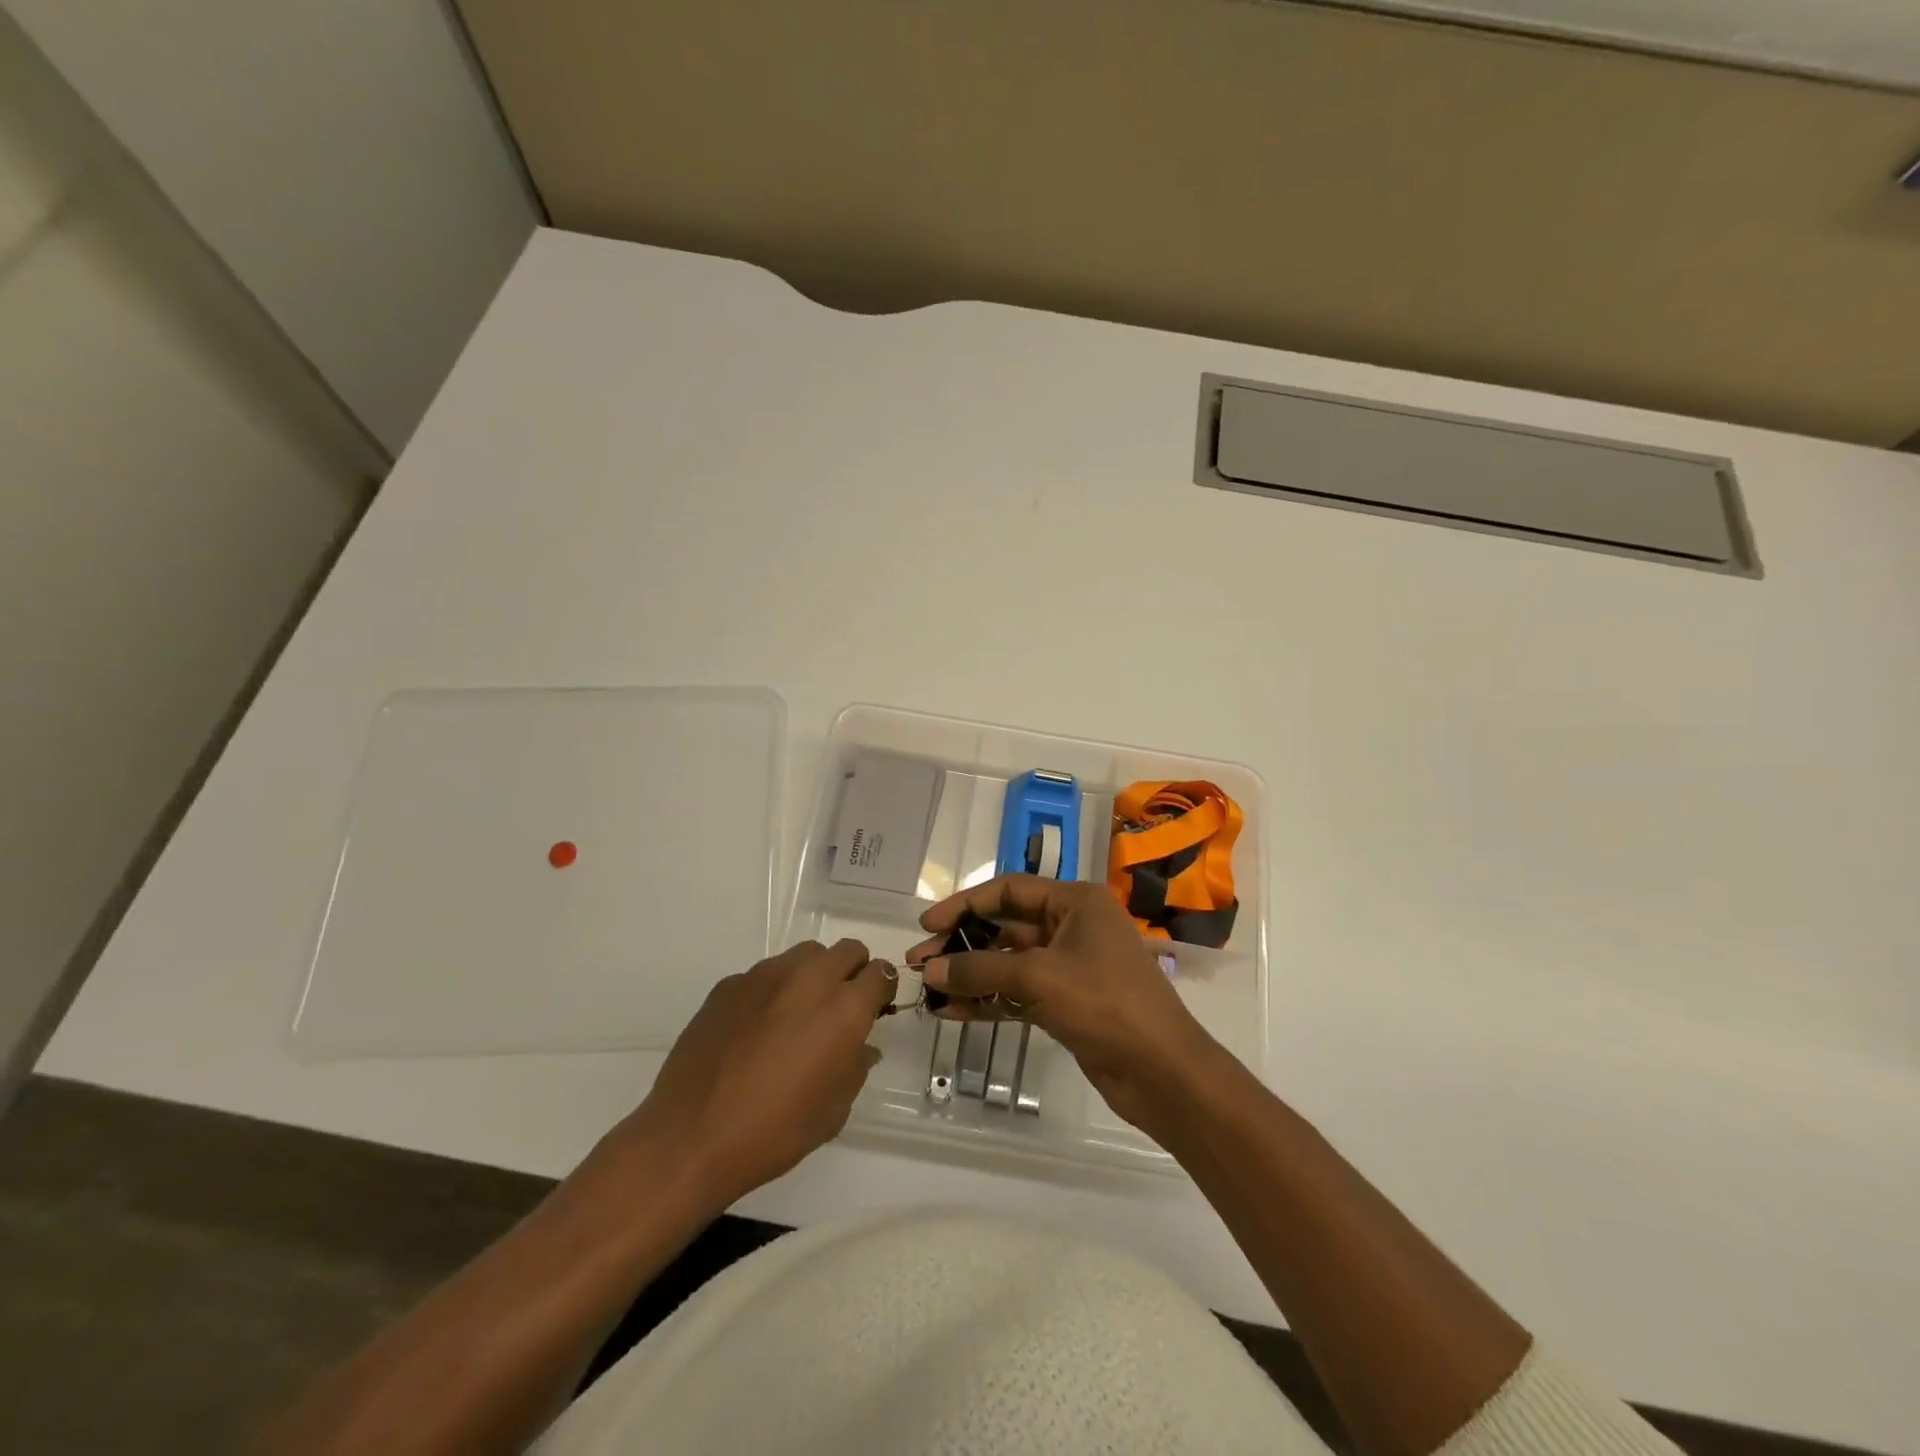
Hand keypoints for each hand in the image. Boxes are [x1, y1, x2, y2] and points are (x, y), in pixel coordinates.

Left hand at [612, 939, 895, 1209]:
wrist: (691, 1138)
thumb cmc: (775, 1132)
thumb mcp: (834, 1111)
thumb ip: (856, 1067)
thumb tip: (862, 1047)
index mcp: (844, 1009)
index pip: (880, 973)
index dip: (882, 990)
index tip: (875, 1009)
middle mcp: (809, 979)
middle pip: (847, 950)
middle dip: (853, 972)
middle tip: (841, 1008)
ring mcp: (765, 976)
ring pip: (805, 955)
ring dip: (814, 975)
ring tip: (797, 1014)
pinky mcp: (730, 984)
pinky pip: (765, 974)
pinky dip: (773, 991)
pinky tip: (755, 1029)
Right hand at [908, 876, 1225, 1132]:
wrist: (1162, 1072)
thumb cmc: (1106, 1003)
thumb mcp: (1039, 977)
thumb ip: (981, 969)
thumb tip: (931, 970)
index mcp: (1076, 902)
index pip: (1009, 890)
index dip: (966, 904)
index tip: (927, 923)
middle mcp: (1072, 926)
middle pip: (1006, 926)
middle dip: (963, 943)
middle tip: (920, 962)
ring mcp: (1070, 967)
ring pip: (1009, 963)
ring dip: (971, 974)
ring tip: (928, 989)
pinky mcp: (1066, 1003)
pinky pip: (1017, 993)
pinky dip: (988, 1000)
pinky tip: (953, 1012)